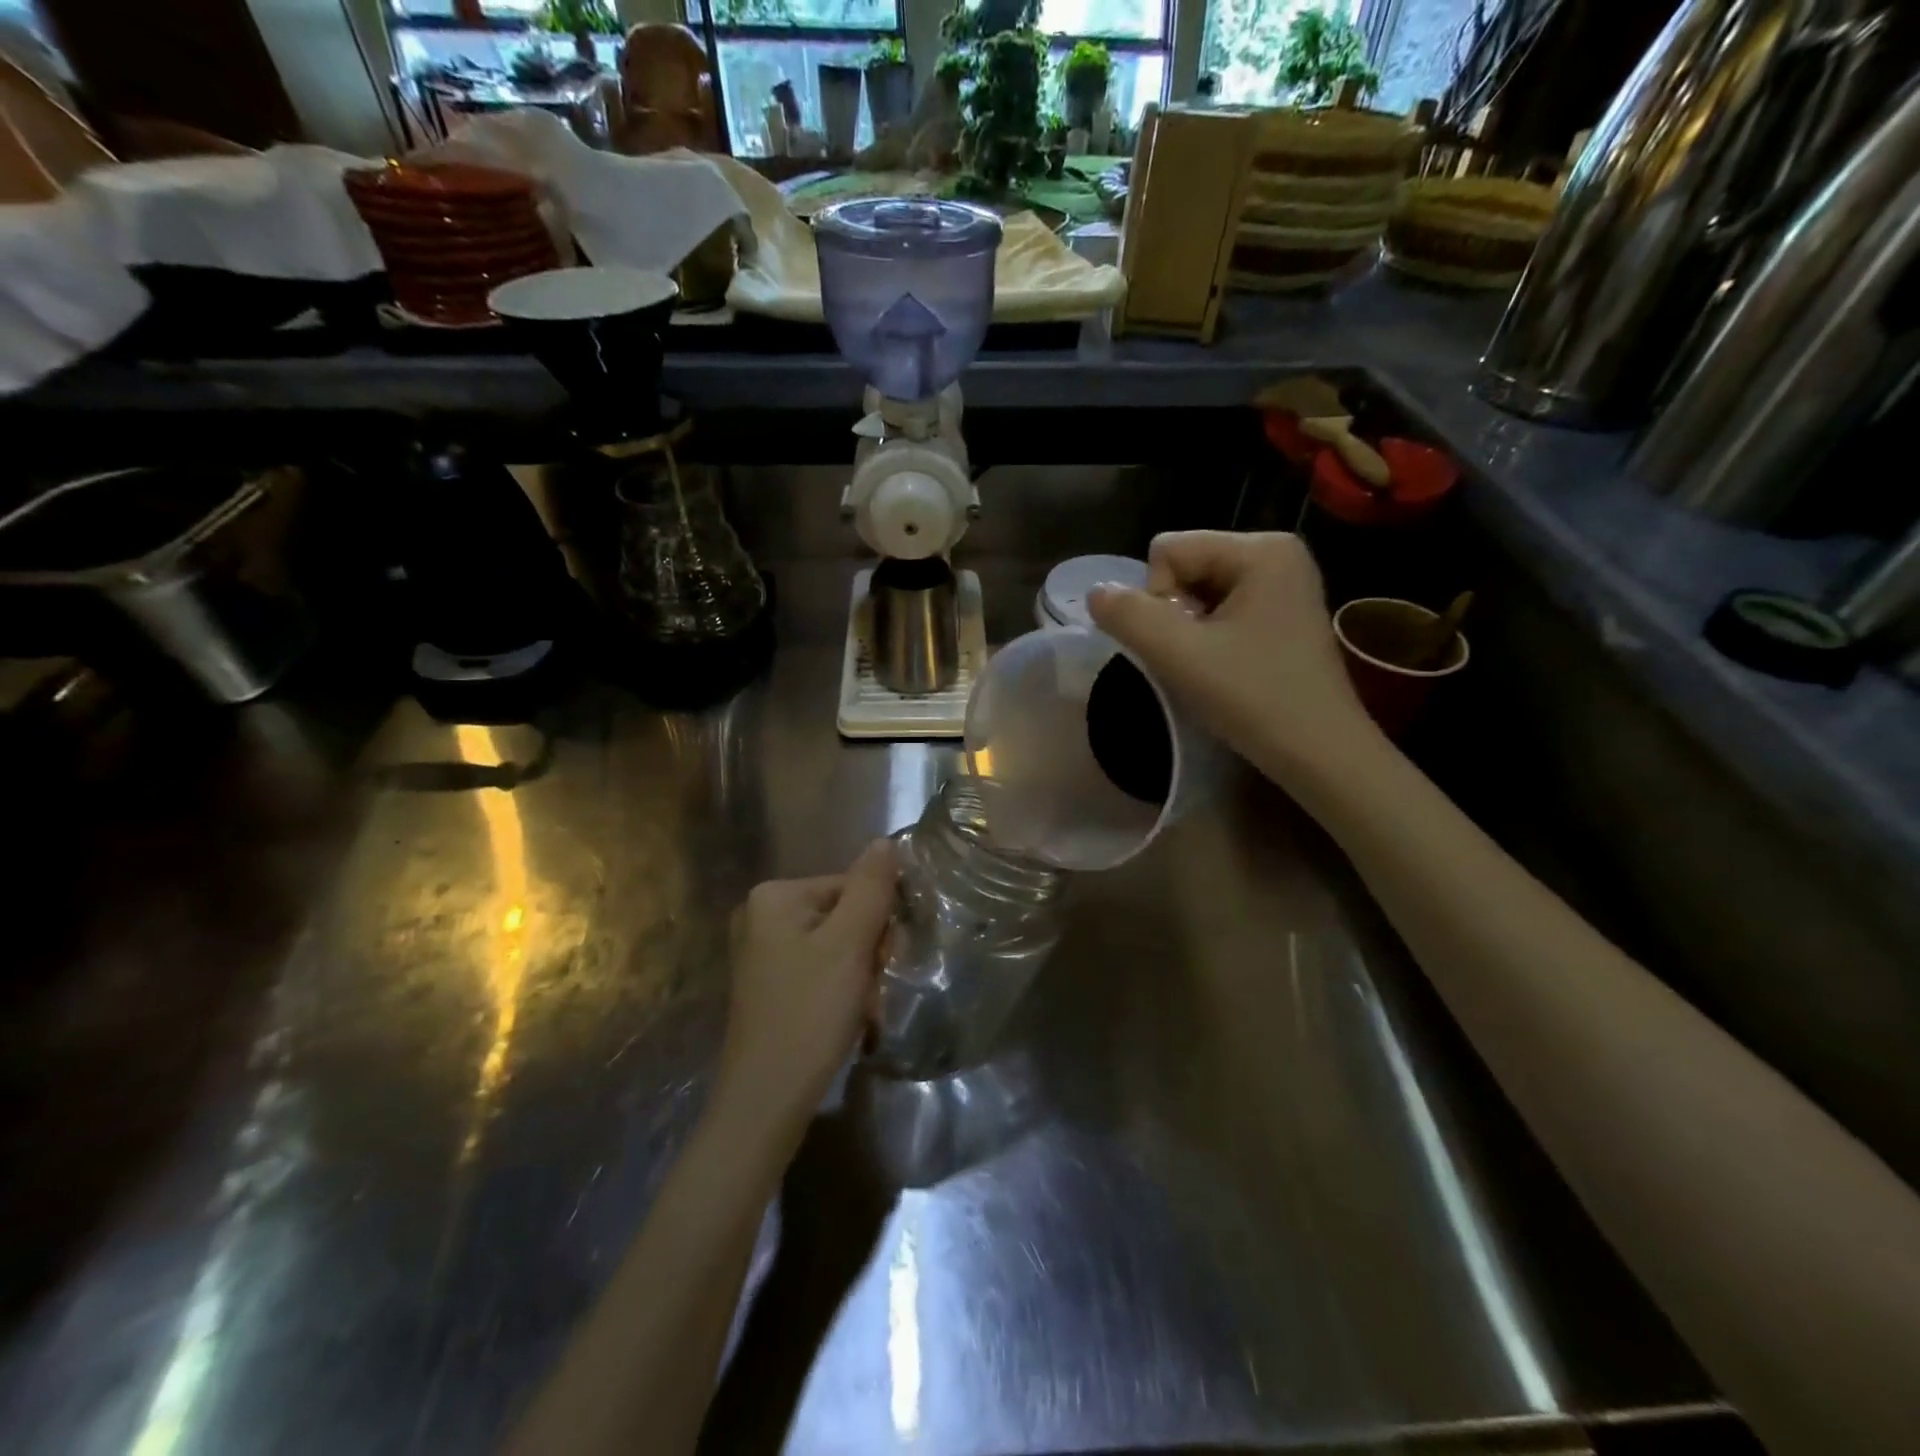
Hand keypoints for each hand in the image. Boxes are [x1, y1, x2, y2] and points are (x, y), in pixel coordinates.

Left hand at [719, 840, 897, 1128]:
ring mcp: (762, 953)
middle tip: (872, 989)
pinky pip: (820, 970)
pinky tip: (849, 1017)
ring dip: (861, 974)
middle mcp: (762, 915)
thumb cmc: (810, 1014)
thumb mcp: (849, 944)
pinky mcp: (769, 985)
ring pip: (837, 946)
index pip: (852, 887)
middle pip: (844, 915)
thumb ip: (871, 889)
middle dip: (868, 951)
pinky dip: (842, 990)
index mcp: (775, 896)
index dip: (878, 922)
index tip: (885, 961)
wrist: (766, 1101)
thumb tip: (886, 841)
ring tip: (863, 1009)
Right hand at [1089, 531, 1382, 787]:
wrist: (1321, 755)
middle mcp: (1277, 554)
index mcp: (1261, 548)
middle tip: (1196, 660)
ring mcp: (1284, 585)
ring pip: (1197, 592)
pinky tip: (1222, 670)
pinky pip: (1221, 611)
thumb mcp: (1179, 655)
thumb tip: (1095, 592)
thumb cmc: (1254, 698)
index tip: (1183, 645)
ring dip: (1188, 631)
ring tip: (1208, 668)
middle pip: (1184, 567)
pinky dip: (1208, 639)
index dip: (1156, 599)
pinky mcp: (1283, 615)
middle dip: (1174, 614)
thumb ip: (1128, 616)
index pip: (1167, 551)